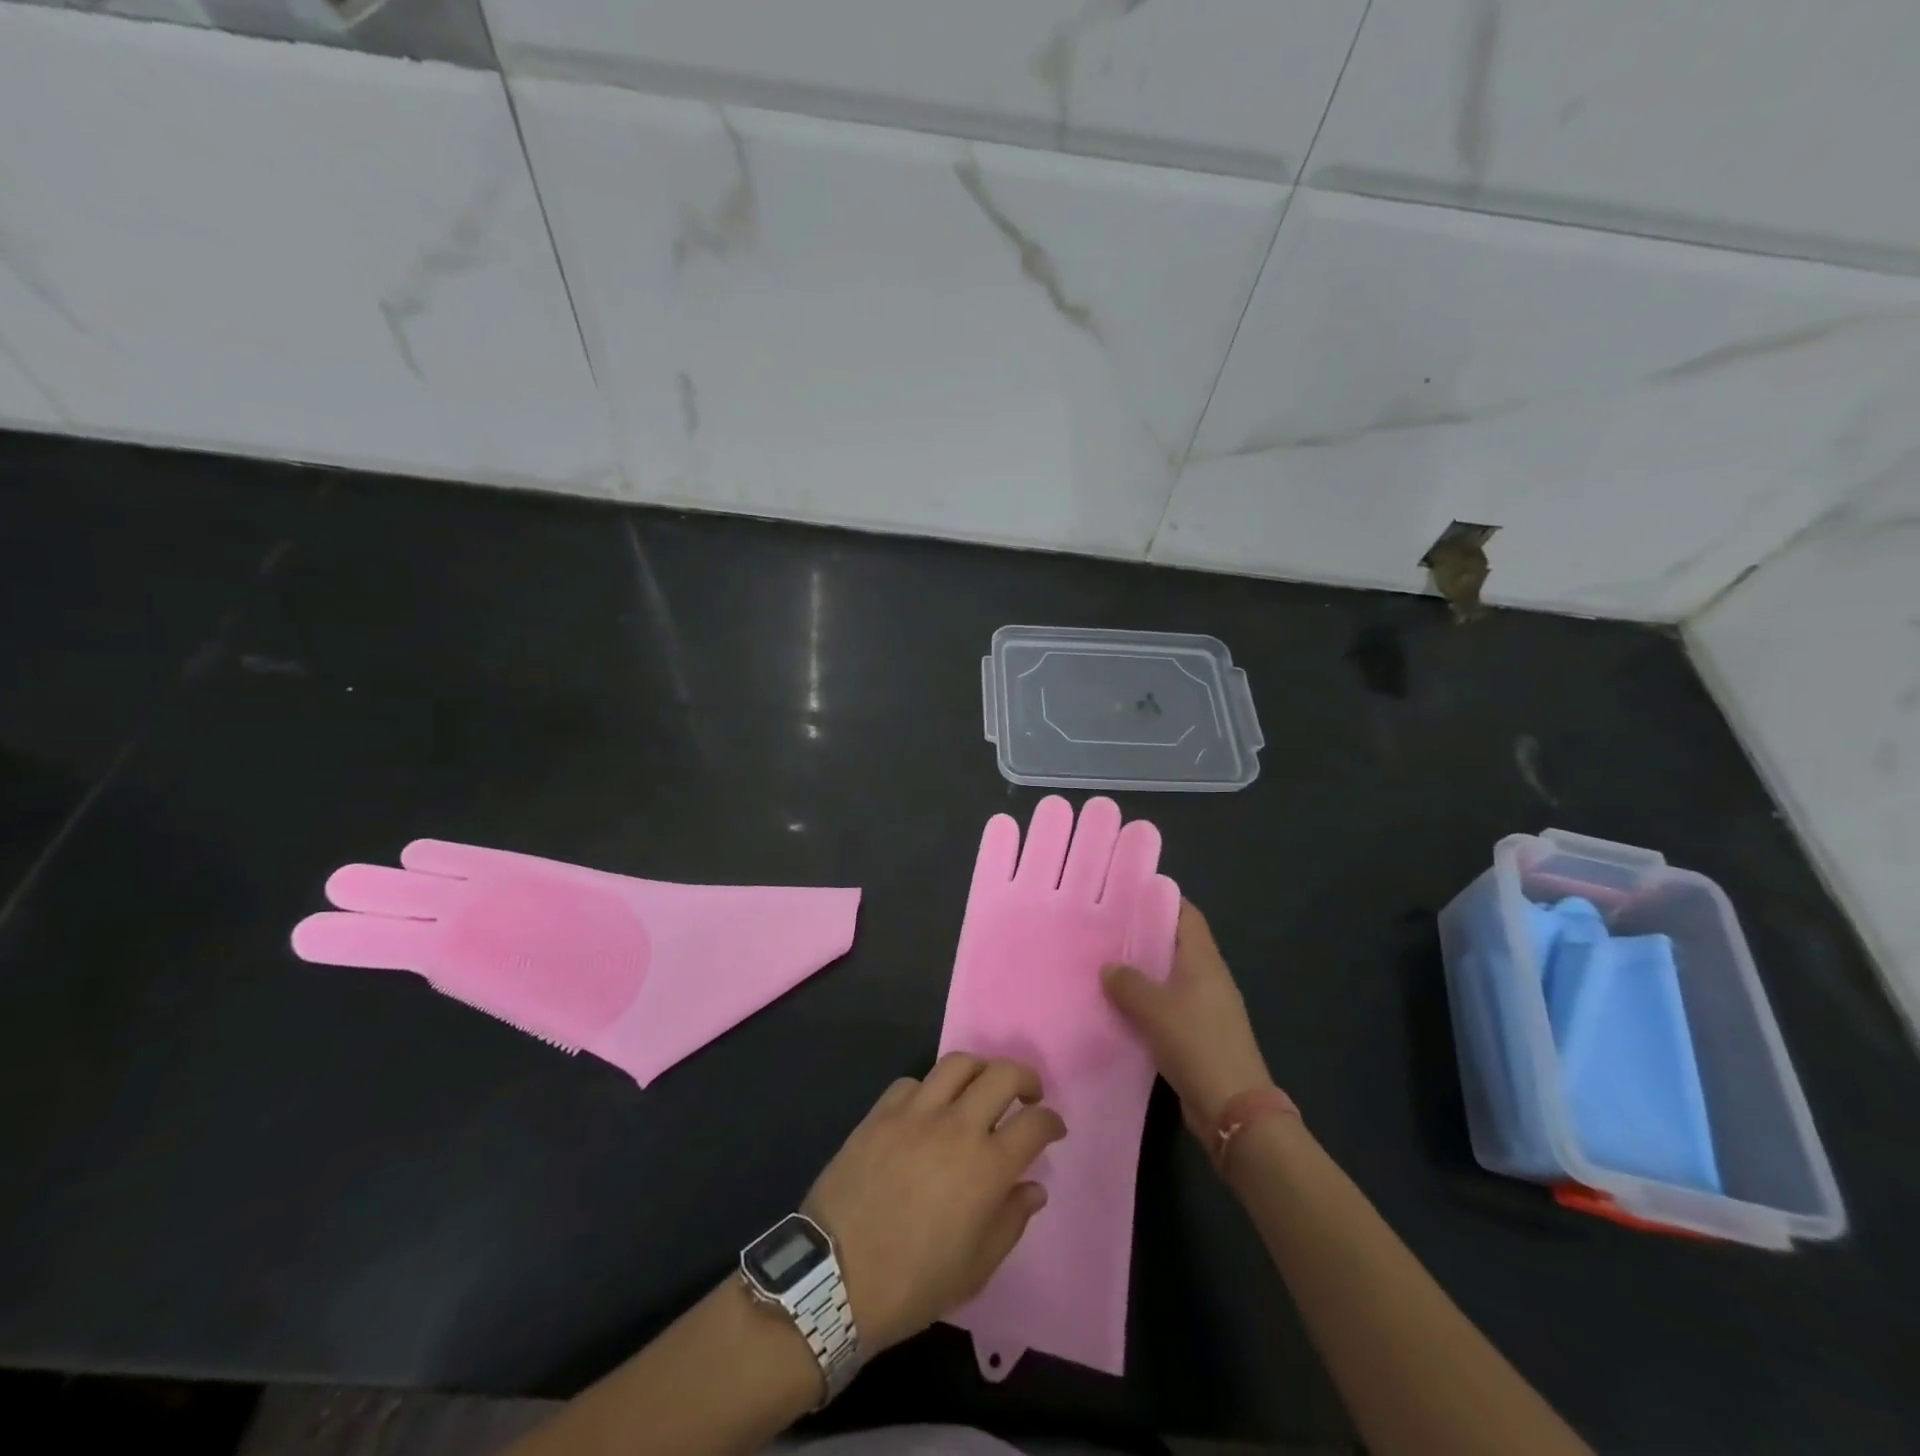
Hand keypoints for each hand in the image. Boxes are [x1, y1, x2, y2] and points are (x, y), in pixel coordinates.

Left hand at [803, 1054, 1065, 1353]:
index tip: (1053, 1128)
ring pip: (958, 1062)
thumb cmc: (912, 1284)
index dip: (1051, 1121)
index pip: (1034, 1123)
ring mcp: (915, 1113)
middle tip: (1027, 1094)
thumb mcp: (975, 1269)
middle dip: (1025, 1078)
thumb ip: (1011, 1221)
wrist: (834, 1279)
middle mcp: (956, 1127)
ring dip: (980, 1070)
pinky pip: (913, 1082)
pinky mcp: (881, 1112)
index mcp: (987, 1167)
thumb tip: (1033, 1187)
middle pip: (1002, 1074)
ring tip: (981, 1087)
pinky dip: (930, 1089)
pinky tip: (928, 1109)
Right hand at [1102, 900, 1272, 1142]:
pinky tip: (1118, 1007)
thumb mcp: (1154, 1008)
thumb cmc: (1196, 1044)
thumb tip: (1109, 967)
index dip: (1161, 900)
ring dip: (1142, 973)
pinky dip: (1146, 1003)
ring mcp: (1206, 1008)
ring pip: (1169, 978)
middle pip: (1176, 945)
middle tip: (1105, 929)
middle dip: (1143, 936)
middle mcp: (1208, 978)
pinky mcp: (1199, 1036)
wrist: (1232, 1109)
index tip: (1128, 894)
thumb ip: (1128, 983)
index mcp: (1204, 960)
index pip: (1186, 915)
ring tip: (1104, 965)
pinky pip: (1167, 1007)